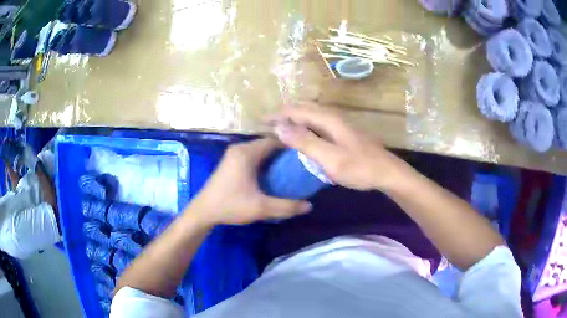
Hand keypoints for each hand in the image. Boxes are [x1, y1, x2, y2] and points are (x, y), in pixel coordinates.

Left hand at [189, 138, 311, 225]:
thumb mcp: (261, 208)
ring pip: (261, 150)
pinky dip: (266, 161)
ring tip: (292, 169)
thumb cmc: (230, 206)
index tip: (308, 154)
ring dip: (275, 157)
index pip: (275, 140)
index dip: (293, 145)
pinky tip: (275, 173)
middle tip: (303, 164)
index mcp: (247, 153)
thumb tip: (310, 206)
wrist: (203, 211)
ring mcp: (234, 154)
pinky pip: (254, 155)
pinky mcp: (232, 161)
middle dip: (286, 152)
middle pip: (268, 143)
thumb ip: (287, 207)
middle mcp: (240, 148)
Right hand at [269, 103, 407, 190]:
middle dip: (286, 113)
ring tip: (282, 128)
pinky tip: (303, 136)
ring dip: (296, 119)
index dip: (278, 114)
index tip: (262, 121)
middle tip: (269, 124)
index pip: (297, 110)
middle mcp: (333, 117)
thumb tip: (280, 127)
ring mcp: (340, 124)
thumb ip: (305, 142)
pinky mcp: (344, 133)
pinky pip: (319, 123)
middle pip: (305, 108)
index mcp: (328, 119)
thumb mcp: (330, 158)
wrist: (387, 173)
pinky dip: (306, 126)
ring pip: (312, 115)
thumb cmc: (359, 167)